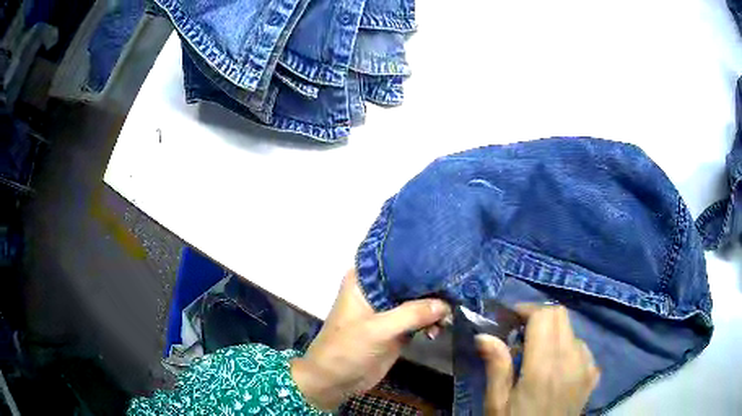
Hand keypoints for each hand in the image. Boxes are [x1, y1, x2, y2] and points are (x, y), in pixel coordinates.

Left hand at [291, 269, 450, 410]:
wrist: (335, 380)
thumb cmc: (347, 349)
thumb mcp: (378, 329)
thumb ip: (412, 314)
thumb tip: (446, 303)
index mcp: (364, 279)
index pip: (398, 261)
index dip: (422, 262)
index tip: (449, 261)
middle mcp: (377, 289)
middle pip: (412, 281)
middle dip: (433, 287)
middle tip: (458, 292)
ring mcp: (388, 309)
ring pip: (419, 300)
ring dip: (435, 308)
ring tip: (447, 320)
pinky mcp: (396, 327)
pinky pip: (420, 318)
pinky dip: (431, 322)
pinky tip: (437, 331)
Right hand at [477, 305, 599, 415]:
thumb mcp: (497, 403)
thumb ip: (496, 367)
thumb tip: (484, 335)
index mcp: (544, 368)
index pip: (544, 317)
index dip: (526, 310)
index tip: (509, 318)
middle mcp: (571, 360)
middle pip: (561, 316)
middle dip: (539, 317)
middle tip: (520, 333)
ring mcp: (587, 367)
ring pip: (572, 331)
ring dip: (553, 333)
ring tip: (537, 354)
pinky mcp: (593, 375)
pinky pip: (582, 348)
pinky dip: (567, 348)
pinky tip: (556, 368)